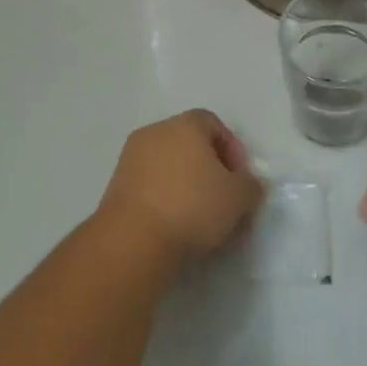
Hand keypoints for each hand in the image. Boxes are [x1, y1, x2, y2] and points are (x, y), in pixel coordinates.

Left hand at [96, 110, 263, 266]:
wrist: (132, 241)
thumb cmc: (192, 207)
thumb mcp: (239, 198)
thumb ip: (251, 185)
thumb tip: (249, 184)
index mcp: (186, 124)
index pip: (214, 124)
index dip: (232, 150)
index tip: (240, 181)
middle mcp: (156, 131)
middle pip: (190, 144)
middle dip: (209, 169)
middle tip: (222, 201)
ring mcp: (131, 158)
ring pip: (168, 166)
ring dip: (185, 186)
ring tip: (198, 221)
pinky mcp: (114, 187)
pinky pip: (149, 186)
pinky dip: (163, 199)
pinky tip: (173, 227)